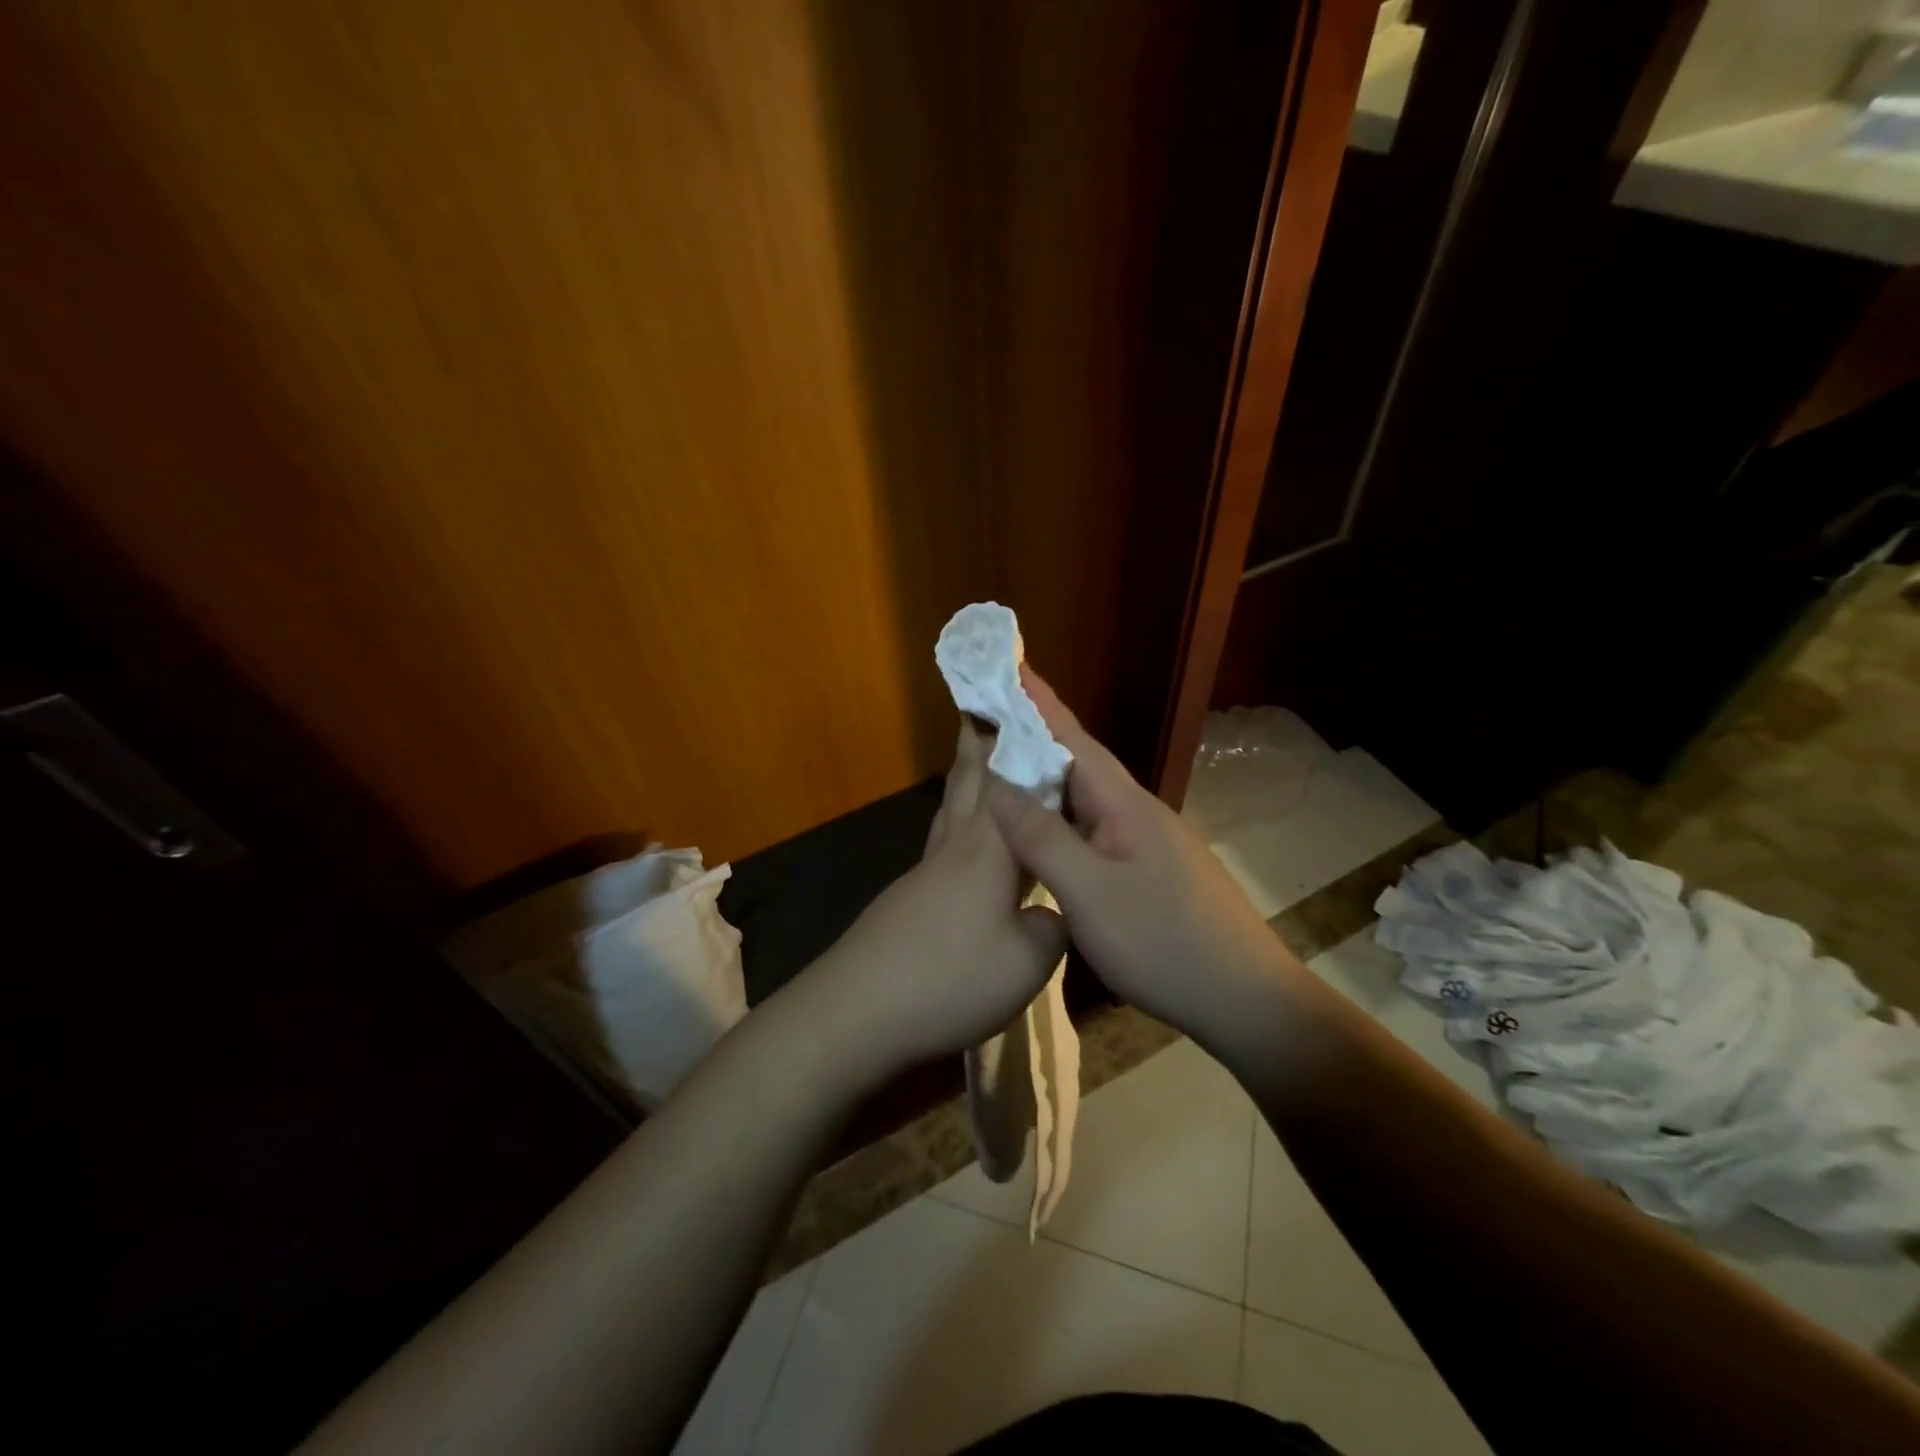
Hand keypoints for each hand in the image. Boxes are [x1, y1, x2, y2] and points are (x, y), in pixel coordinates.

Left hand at [812, 720, 1066, 1084]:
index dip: (1018, 745)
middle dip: (979, 743)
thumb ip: (1053, 927)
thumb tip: (1052, 911)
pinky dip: (958, 824)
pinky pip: (942, 844)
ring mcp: (924, 873)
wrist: (856, 1011)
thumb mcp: (1027, 962)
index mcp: (988, 850)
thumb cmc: (950, 978)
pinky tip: (964, 845)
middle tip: (984, 711)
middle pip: (967, 782)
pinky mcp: (907, 900)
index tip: (1024, 708)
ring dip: (964, 780)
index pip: (1008, 782)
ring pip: (949, 810)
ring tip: (976, 761)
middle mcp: (954, 848)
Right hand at [984, 668, 1296, 1050]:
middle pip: (1078, 764)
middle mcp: (1136, 812)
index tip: (1008, 663)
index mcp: (1124, 805)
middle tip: (990, 716)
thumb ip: (1043, 838)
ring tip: (1005, 768)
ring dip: (1046, 779)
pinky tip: (1045, 833)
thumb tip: (998, 783)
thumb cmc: (1164, 943)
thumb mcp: (1091, 894)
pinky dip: (1061, 819)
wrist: (1245, 1000)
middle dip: (1034, 736)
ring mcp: (1147, 843)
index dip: (1037, 702)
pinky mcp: (1149, 871)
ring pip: (1085, 799)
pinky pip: (1093, 829)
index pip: (1072, 738)